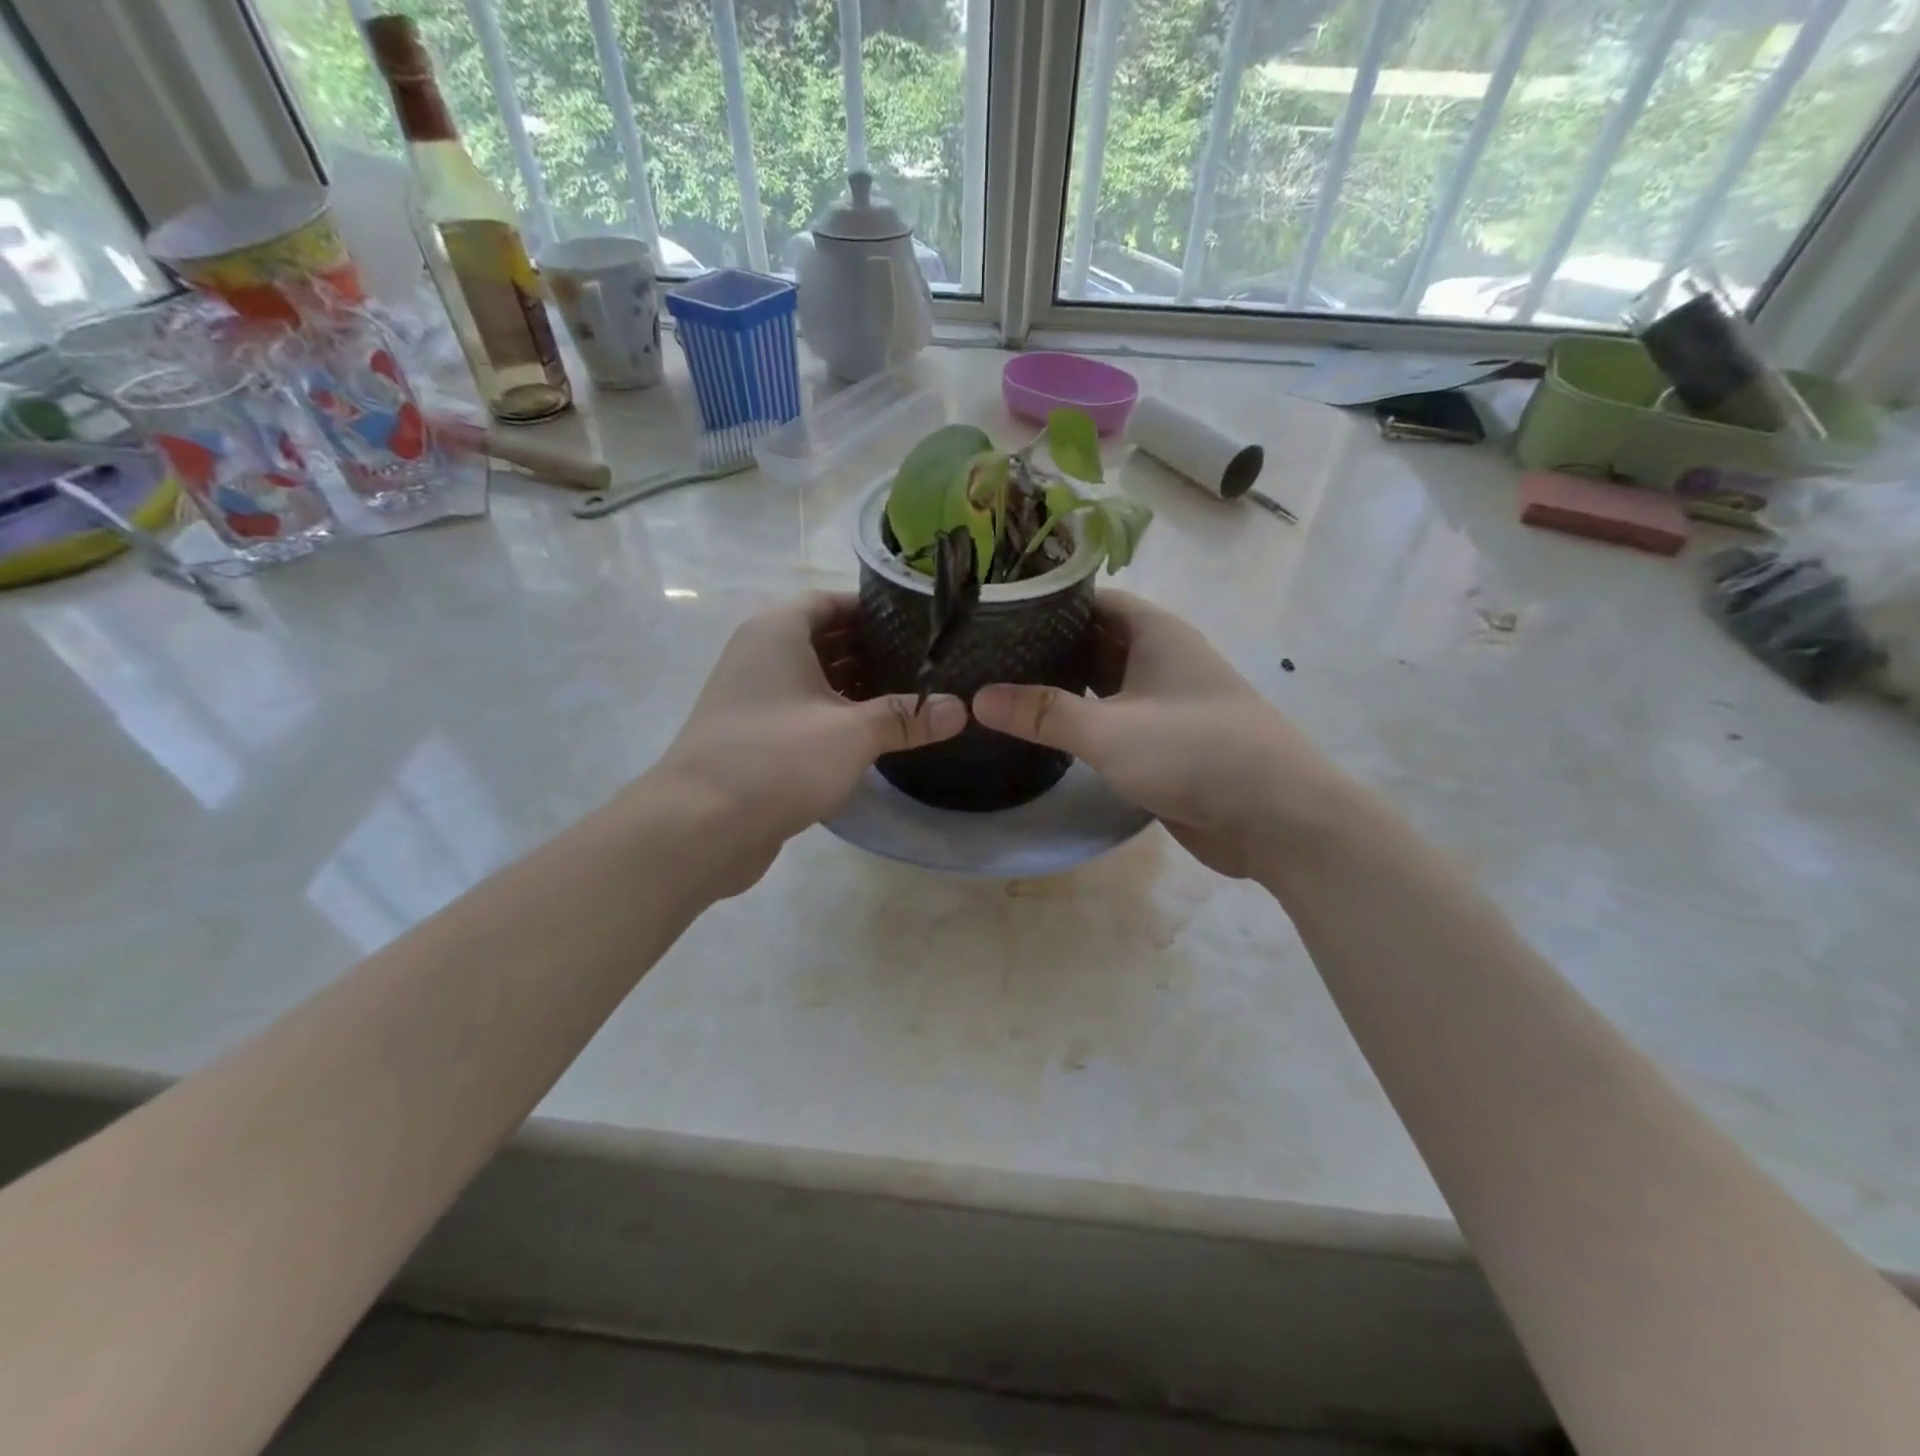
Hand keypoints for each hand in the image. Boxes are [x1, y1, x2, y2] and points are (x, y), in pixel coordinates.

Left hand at [646, 592, 965, 892]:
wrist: (699, 827)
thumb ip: (907, 717)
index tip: (920, 625)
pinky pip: (803, 711)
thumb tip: (960, 709)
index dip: (874, 609)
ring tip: (910, 697)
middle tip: (926, 663)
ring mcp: (753, 697)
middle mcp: (760, 654)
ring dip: (856, 686)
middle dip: (872, 650)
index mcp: (777, 632)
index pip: (830, 601)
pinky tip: (873, 734)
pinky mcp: (754, 736)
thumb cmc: (777, 759)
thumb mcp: (853, 734)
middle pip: (824, 638)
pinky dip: (835, 715)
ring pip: (814, 679)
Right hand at [972, 591, 1345, 877]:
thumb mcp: (1109, 729)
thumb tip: (978, 697)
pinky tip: (1042, 731)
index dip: (1045, 602)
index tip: (993, 612)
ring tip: (1000, 689)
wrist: (1275, 818)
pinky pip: (1112, 720)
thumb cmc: (1195, 752)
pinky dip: (1080, 722)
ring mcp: (1163, 703)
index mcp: (1155, 633)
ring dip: (1060, 688)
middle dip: (1044, 647)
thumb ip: (1043, 713)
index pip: (1091, 600)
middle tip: (984, 656)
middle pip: (1092, 641)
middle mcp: (1160, 659)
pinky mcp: (1163, 743)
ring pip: (1101, 683)